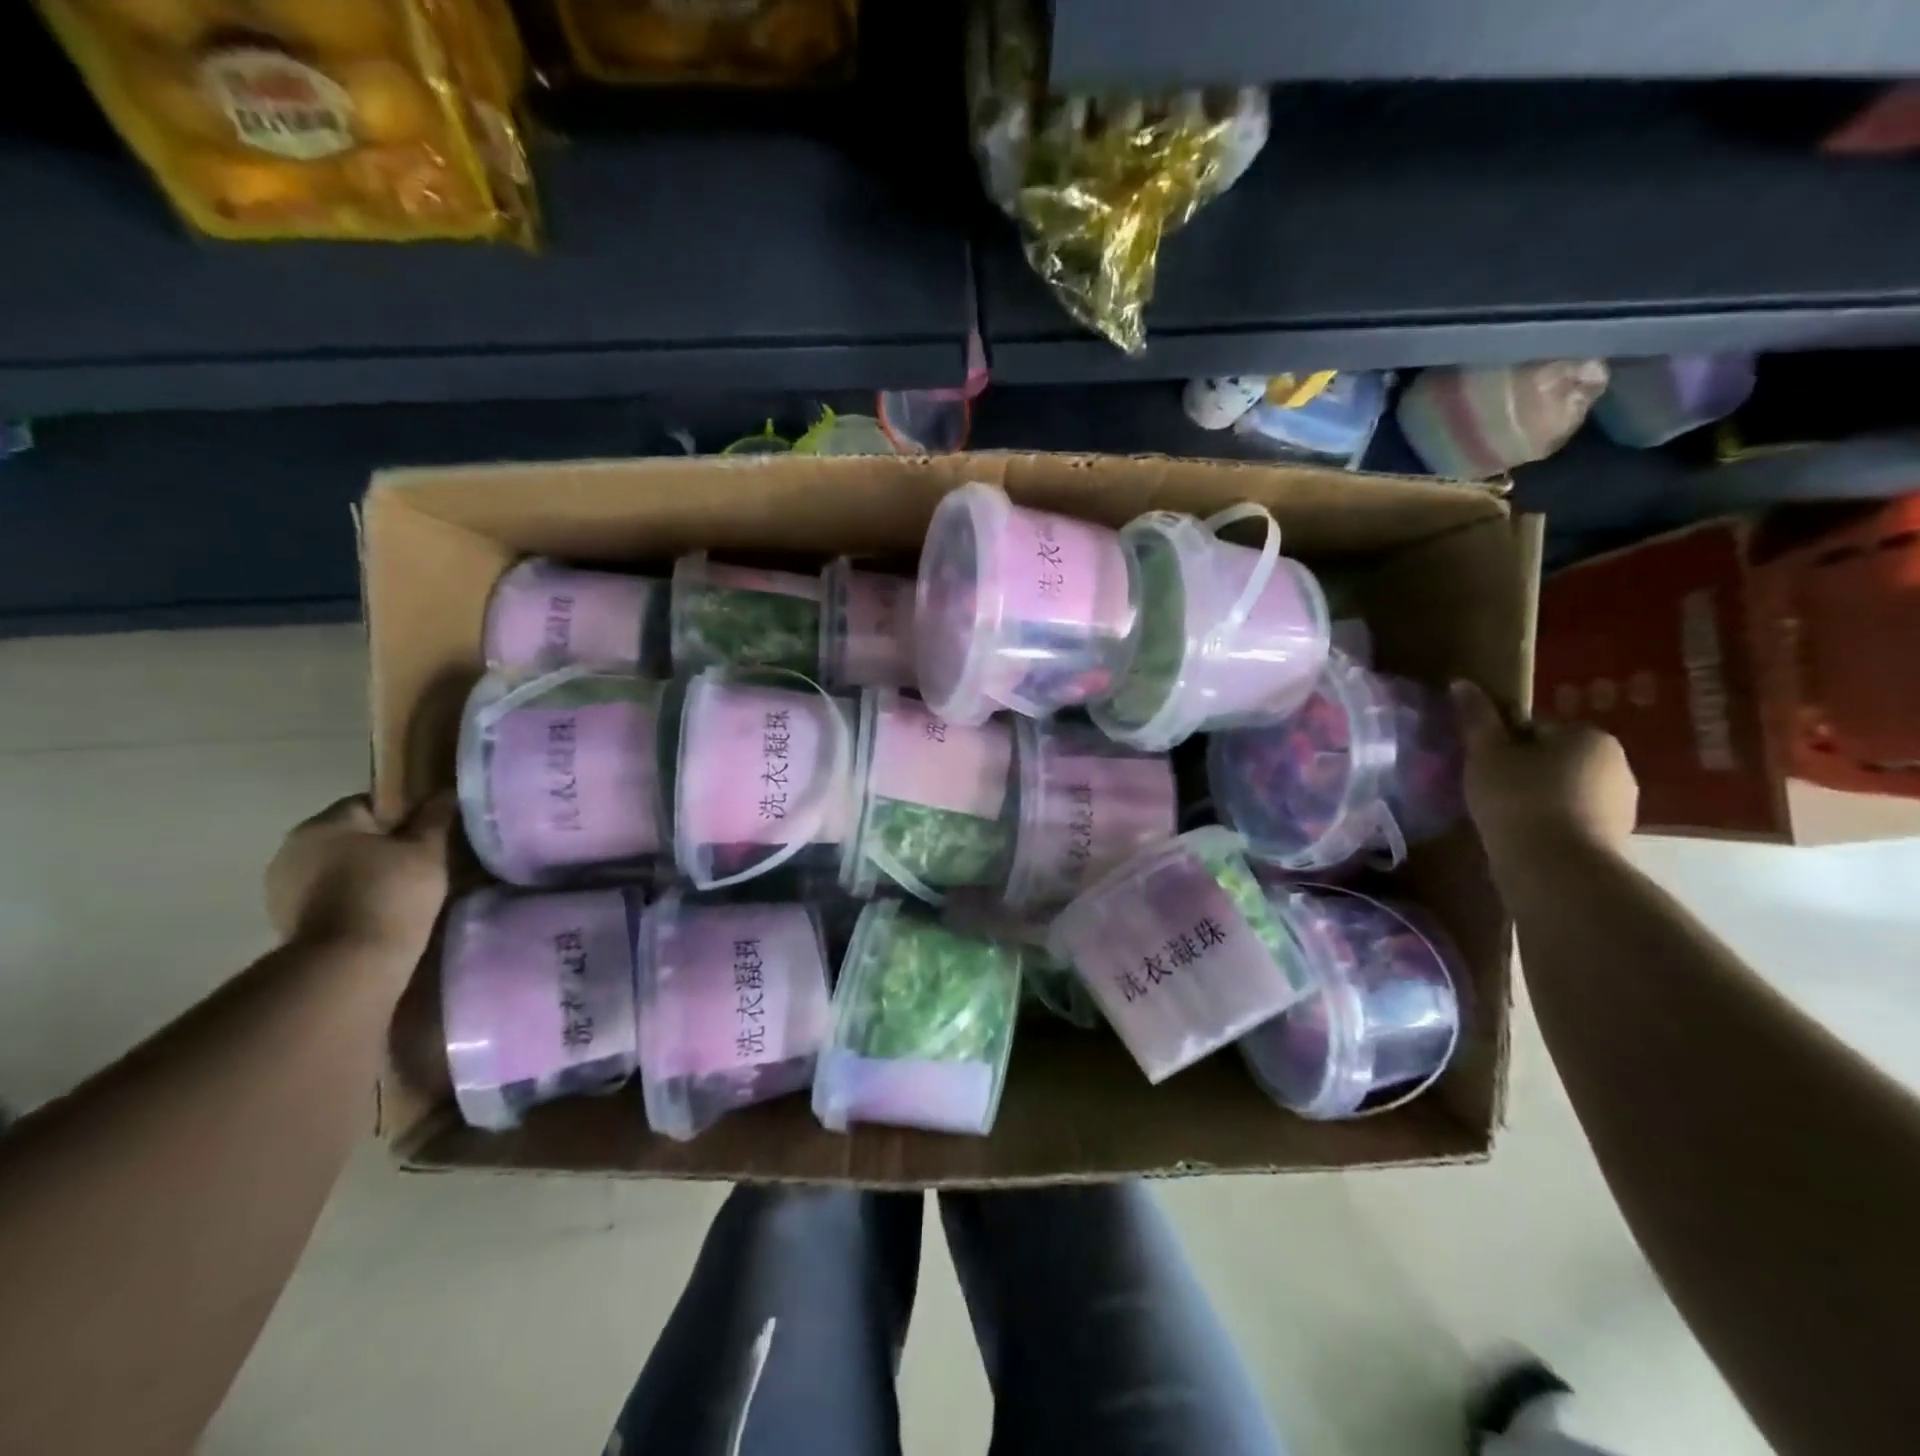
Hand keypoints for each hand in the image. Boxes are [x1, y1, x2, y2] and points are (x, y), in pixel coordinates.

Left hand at [265, 795, 454, 953]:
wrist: (350, 963)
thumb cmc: (392, 893)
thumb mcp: (428, 850)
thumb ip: (435, 818)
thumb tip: (444, 793)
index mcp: (325, 823)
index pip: (371, 803)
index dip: (405, 816)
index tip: (429, 837)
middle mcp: (293, 847)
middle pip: (350, 836)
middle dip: (382, 846)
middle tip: (420, 865)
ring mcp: (282, 886)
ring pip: (336, 867)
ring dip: (363, 874)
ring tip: (401, 893)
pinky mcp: (284, 920)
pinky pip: (326, 896)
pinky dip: (350, 899)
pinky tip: (377, 913)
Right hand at [1451, 681, 1637, 857]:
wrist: (1555, 865)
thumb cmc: (1518, 797)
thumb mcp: (1486, 753)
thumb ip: (1476, 718)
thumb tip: (1461, 683)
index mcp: (1589, 736)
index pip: (1538, 729)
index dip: (1505, 744)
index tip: (1483, 763)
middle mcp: (1617, 764)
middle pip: (1556, 759)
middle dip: (1526, 770)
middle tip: (1489, 789)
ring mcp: (1622, 805)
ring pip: (1566, 790)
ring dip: (1540, 798)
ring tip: (1503, 816)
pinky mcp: (1615, 838)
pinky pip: (1574, 819)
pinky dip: (1551, 823)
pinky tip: (1524, 836)